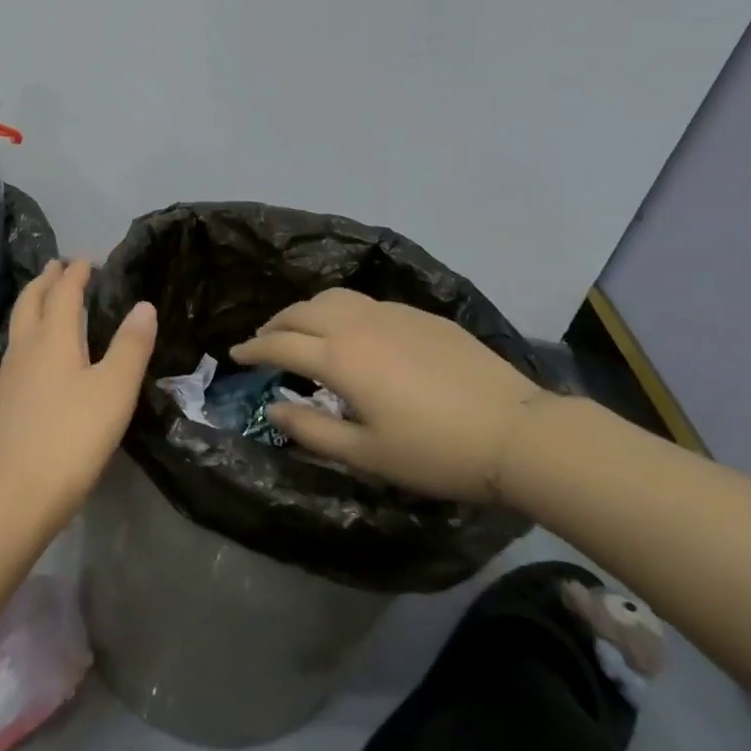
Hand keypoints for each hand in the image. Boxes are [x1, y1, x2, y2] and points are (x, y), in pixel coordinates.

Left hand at [0, 259, 156, 536]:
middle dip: (45, 281)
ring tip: (47, 304)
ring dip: (33, 307)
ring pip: (19, 328)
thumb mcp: (114, 390)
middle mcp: (24, 350)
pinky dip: (29, 338)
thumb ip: (131, 346)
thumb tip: (143, 305)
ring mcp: (7, 379)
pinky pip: (16, 354)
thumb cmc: (70, 438)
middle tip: (58, 266)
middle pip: (31, 303)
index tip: (87, 259)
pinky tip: (36, 359)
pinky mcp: (0, 406)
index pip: (63, 293)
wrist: (10, 497)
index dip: (76, 273)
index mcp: (53, 339)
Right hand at [230, 288, 551, 502]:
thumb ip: (311, 429)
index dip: (253, 349)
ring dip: (306, 311)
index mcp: (340, 358)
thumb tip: (273, 406)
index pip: (280, 344)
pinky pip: (364, 302)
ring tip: (300, 330)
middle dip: (275, 324)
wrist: (515, 431)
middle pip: (302, 311)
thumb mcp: (366, 453)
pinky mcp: (420, 315)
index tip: (235, 355)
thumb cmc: (434, 452)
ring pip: (333, 297)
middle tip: (262, 342)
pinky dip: (340, 310)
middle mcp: (358, 324)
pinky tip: (350, 331)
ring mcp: (392, 313)